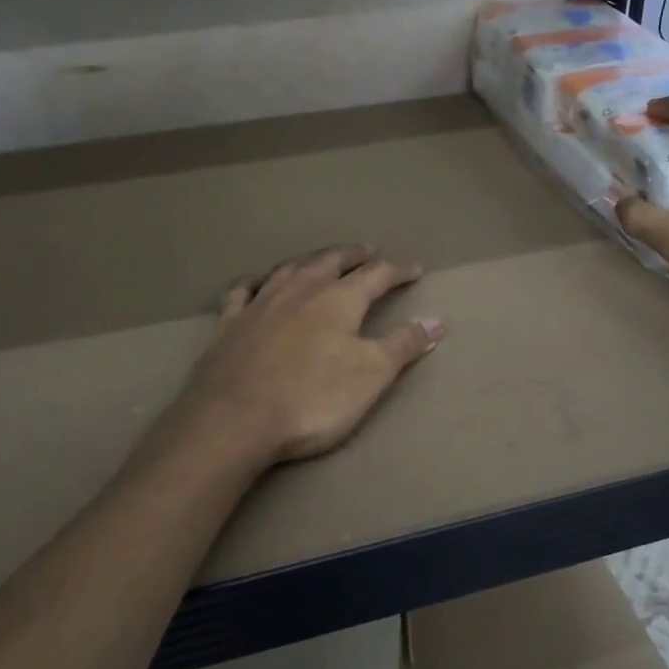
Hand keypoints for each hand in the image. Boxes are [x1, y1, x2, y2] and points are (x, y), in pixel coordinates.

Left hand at [167, 245, 447, 465]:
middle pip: (331, 261)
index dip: (398, 271)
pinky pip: (242, 290)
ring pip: (289, 268)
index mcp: (338, 299)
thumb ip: (404, 344)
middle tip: (367, 250)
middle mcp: (300, 290)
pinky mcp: (229, 323)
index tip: (415, 269)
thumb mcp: (371, 375)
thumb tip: (439, 321)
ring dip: (310, 259)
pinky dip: (254, 281)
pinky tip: (255, 282)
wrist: (234, 418)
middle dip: (352, 255)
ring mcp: (260, 303)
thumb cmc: (312, 398)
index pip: (377, 276)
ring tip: (321, 258)